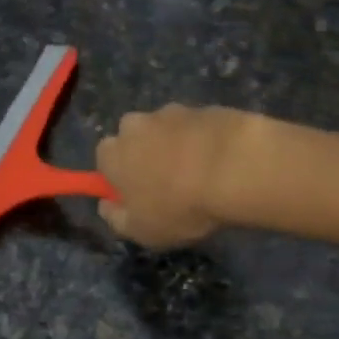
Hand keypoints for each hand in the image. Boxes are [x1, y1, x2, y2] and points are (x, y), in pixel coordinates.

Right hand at [95, 104, 257, 248]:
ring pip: (166, 129)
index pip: (104, 159)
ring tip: (201, 173)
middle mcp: (136, 125)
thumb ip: (116, 219)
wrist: (234, 169)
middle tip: (169, 183)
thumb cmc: (180, 206)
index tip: (137, 195)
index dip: (119, 176)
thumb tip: (106, 205)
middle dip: (146, 154)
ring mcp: (172, 111)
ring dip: (177, 145)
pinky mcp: (205, 107)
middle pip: (134, 137)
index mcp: (113, 153)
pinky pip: (197, 127)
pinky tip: (221, 161)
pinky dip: (204, 140)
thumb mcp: (142, 231)